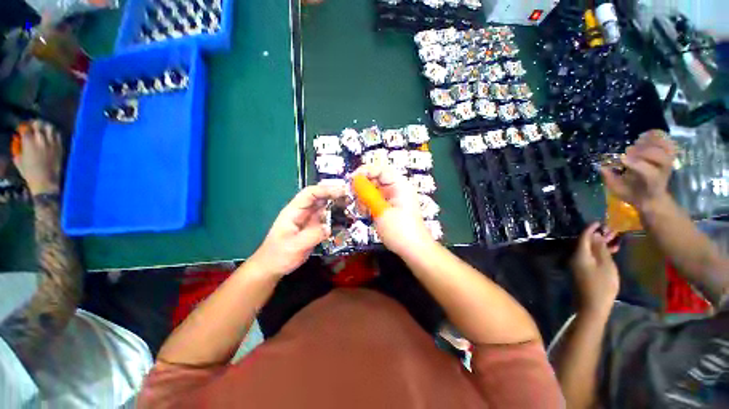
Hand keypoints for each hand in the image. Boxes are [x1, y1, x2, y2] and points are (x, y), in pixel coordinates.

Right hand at [13, 121, 62, 195]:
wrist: (45, 181)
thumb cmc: (29, 173)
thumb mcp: (19, 160)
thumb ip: (18, 149)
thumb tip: (18, 141)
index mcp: (28, 142)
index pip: (26, 127)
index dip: (24, 126)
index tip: (23, 128)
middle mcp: (40, 140)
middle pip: (38, 124)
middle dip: (35, 123)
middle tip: (33, 126)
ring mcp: (51, 143)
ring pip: (50, 127)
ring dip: (45, 126)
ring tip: (43, 128)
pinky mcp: (59, 147)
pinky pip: (58, 135)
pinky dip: (54, 133)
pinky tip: (51, 135)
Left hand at [248, 183, 345, 277]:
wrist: (272, 267)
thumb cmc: (279, 255)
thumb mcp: (295, 245)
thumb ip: (312, 235)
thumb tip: (329, 227)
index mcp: (294, 211)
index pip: (310, 194)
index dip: (325, 190)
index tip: (341, 191)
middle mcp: (303, 212)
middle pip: (320, 198)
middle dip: (335, 195)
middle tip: (351, 197)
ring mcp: (309, 220)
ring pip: (325, 208)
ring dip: (337, 205)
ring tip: (352, 206)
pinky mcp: (314, 228)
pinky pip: (327, 219)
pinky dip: (336, 217)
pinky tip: (346, 220)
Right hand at [353, 165, 434, 256]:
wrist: (413, 250)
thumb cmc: (399, 230)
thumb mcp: (381, 211)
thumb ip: (367, 194)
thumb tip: (355, 180)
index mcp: (400, 185)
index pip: (380, 169)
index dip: (364, 171)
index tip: (350, 180)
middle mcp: (397, 188)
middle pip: (376, 178)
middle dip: (363, 187)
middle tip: (353, 197)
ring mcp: (394, 197)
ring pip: (374, 190)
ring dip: (364, 197)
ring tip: (361, 209)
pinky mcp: (390, 206)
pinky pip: (376, 199)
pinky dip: (368, 204)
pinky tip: (365, 213)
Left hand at [570, 223, 619, 314]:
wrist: (593, 306)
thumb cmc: (602, 285)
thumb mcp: (606, 265)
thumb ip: (600, 249)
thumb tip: (595, 235)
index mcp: (579, 254)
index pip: (583, 237)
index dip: (591, 228)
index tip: (600, 222)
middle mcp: (575, 257)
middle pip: (586, 243)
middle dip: (598, 236)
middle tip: (612, 231)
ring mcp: (578, 264)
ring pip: (589, 249)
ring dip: (600, 244)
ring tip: (615, 239)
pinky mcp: (582, 270)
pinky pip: (590, 257)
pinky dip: (599, 253)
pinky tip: (611, 251)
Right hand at [600, 130, 675, 211]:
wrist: (652, 196)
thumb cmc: (633, 193)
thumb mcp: (619, 191)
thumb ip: (611, 179)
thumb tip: (602, 167)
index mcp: (652, 184)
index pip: (650, 172)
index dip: (636, 163)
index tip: (621, 158)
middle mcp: (664, 171)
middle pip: (660, 157)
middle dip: (643, 151)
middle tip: (628, 151)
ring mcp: (668, 161)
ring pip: (664, 147)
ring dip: (649, 142)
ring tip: (636, 142)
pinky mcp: (668, 154)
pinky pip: (666, 140)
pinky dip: (655, 135)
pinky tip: (643, 137)